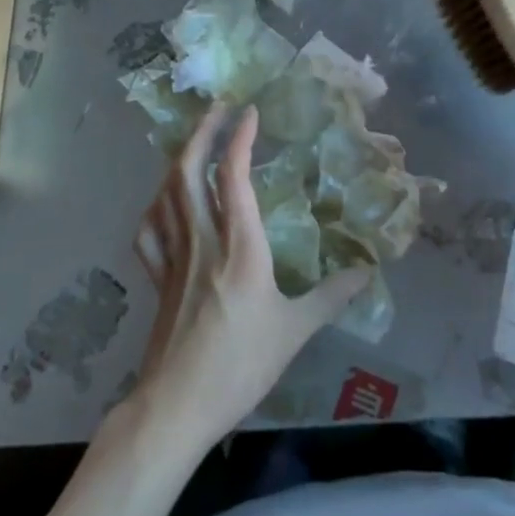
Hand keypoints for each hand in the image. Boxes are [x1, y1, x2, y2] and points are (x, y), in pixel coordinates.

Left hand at [129, 105, 368, 450]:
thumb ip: (330, 297)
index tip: (249, 112)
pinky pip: (149, 229)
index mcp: (239, 248)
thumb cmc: (239, 366)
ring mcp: (173, 257)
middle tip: (217, 109)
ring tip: (195, 143)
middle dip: (201, 133)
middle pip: (188, 172)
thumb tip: (366, 271)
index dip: (239, 139)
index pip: (233, 178)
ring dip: (178, 159)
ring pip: (166, 194)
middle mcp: (202, 240)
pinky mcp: (157, 278)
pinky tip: (164, 201)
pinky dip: (155, 205)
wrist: (176, 406)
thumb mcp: (294, 331)